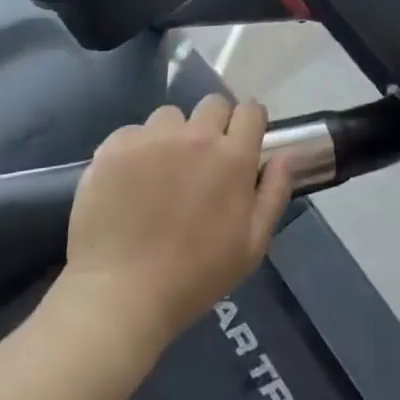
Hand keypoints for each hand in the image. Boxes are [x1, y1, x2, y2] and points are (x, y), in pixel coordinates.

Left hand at [62, 95, 293, 348]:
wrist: (122, 295)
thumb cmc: (196, 276)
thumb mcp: (252, 245)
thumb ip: (274, 192)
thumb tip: (285, 154)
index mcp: (233, 157)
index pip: (250, 111)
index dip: (249, 123)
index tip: (242, 142)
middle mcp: (195, 136)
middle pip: (212, 104)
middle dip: (214, 124)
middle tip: (202, 160)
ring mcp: (151, 138)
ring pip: (170, 116)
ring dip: (172, 135)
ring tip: (161, 171)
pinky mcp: (114, 147)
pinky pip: (132, 133)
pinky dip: (135, 150)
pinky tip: (129, 181)